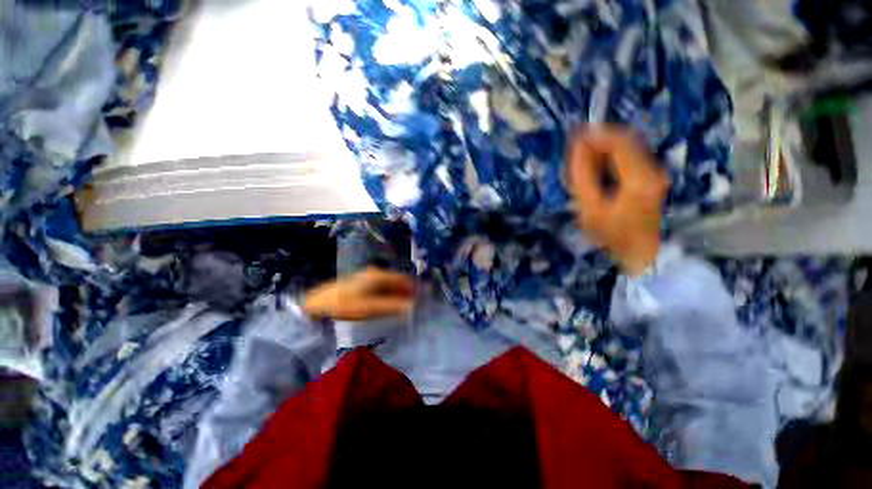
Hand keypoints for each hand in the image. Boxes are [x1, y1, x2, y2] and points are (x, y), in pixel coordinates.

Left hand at [302, 267, 414, 320]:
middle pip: (397, 281)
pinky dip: (389, 295)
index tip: (423, 297)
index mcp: (378, 276)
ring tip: (405, 307)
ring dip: (399, 294)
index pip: (403, 279)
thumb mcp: (370, 308)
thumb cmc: (344, 305)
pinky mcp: (363, 283)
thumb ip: (392, 307)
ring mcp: (368, 277)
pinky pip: (382, 288)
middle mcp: (376, 273)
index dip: (414, 287)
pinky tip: (390, 304)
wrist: (317, 303)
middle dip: (408, 291)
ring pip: (390, 285)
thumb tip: (412, 306)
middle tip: (415, 305)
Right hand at [568, 125, 668, 275]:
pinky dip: (610, 154)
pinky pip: (629, 155)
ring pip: (628, 146)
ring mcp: (654, 171)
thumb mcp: (590, 207)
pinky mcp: (651, 175)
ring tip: (581, 154)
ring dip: (604, 146)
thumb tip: (577, 147)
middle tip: (575, 145)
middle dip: (599, 138)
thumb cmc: (612, 234)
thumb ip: (583, 175)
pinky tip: (595, 163)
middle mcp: (652, 168)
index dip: (596, 135)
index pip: (620, 142)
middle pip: (626, 139)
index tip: (574, 136)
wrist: (640, 252)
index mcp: (639, 177)